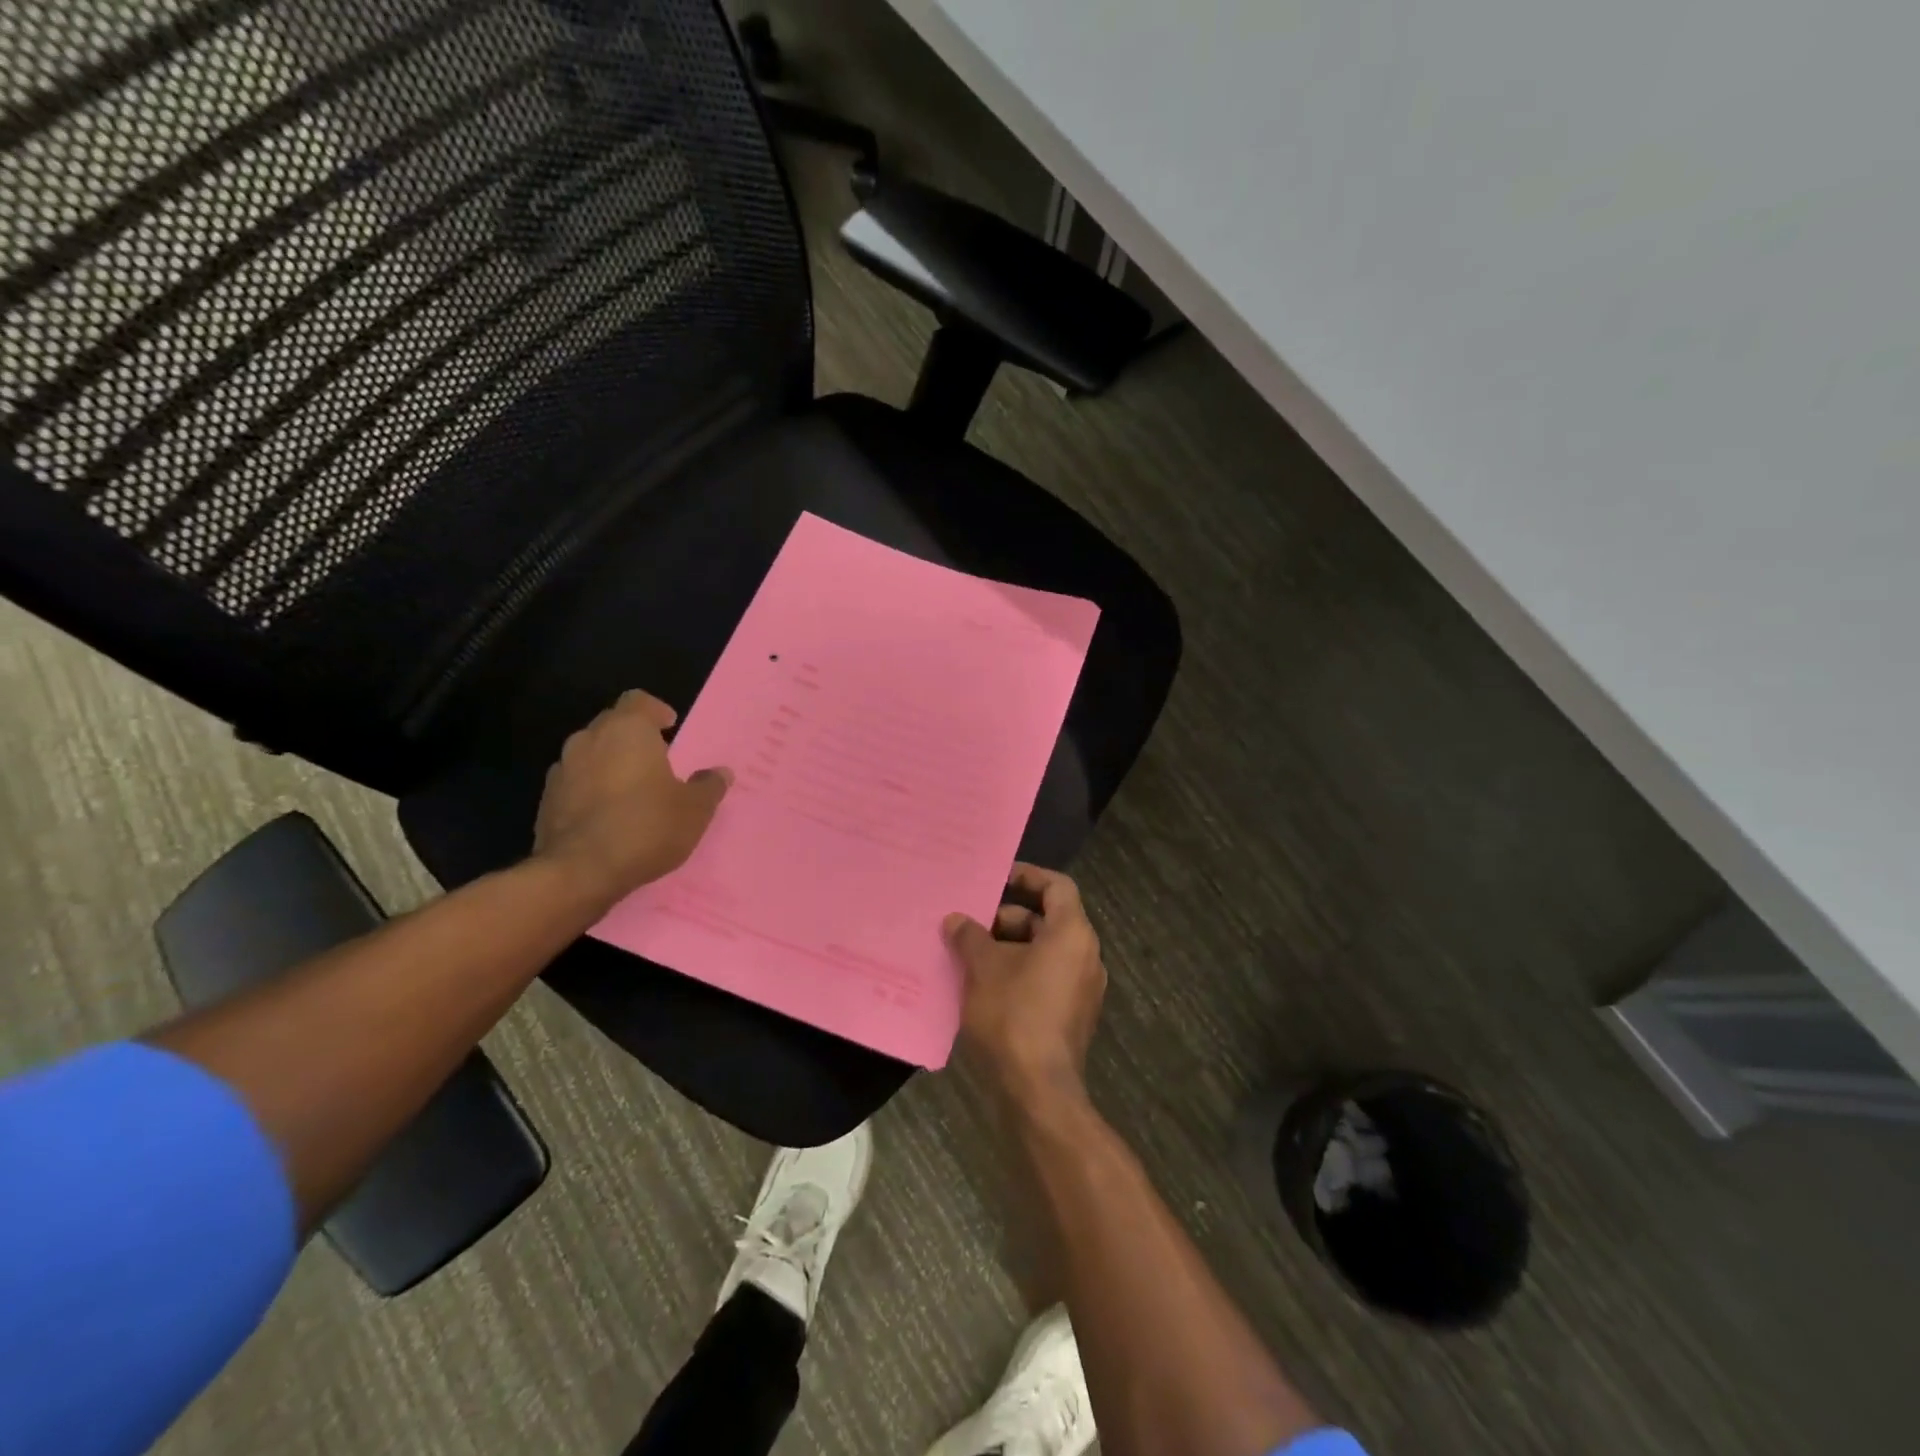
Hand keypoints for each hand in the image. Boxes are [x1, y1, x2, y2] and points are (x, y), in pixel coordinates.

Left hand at [532, 690, 730, 909]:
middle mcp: (589, 740)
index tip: (670, 727)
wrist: (580, 872)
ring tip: (632, 792)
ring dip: (609, 765)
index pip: (638, 700)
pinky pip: (575, 784)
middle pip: (612, 725)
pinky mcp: (546, 801)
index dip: (655, 711)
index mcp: (627, 730)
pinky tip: (608, 817)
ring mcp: (562, 770)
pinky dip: (591, 791)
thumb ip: (709, 786)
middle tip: (657, 762)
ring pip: (590, 755)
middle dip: (633, 738)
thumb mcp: (695, 810)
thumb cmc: (646, 826)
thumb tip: (720, 772)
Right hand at [944, 864, 1106, 1109]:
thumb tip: (956, 920)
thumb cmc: (1014, 1015)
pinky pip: (1044, 979)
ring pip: (1043, 952)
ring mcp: (1082, 989)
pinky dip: (1017, 973)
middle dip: (1006, 919)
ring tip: (968, 956)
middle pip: (1047, 920)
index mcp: (1072, 934)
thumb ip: (970, 936)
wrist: (1038, 1090)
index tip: (996, 878)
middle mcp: (1086, 956)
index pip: (1057, 886)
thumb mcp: (983, 968)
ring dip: (1008, 949)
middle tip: (970, 925)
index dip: (1028, 876)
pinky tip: (982, 986)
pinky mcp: (1071, 1016)